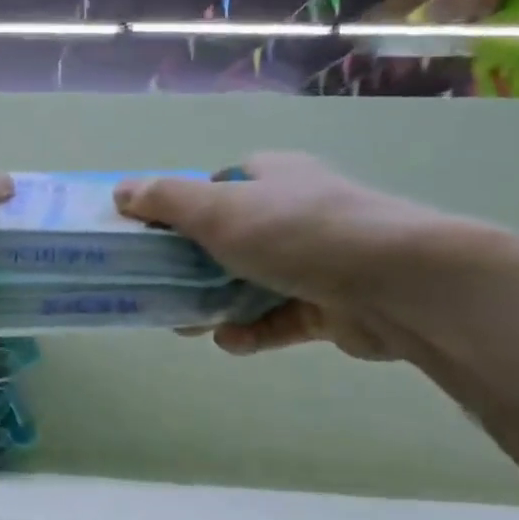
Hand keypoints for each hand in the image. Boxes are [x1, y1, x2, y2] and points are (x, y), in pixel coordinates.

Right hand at [113, 154, 469, 360]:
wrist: (397, 283)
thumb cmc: (297, 231)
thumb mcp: (218, 209)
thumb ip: (166, 201)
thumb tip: (121, 191)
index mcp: (273, 177)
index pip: (220, 185)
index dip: (184, 207)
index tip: (154, 235)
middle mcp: (296, 213)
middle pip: (230, 238)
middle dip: (193, 266)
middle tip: (162, 287)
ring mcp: (317, 261)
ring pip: (252, 283)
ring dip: (217, 304)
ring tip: (186, 324)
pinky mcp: (331, 306)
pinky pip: (279, 320)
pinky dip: (253, 331)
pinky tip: (232, 342)